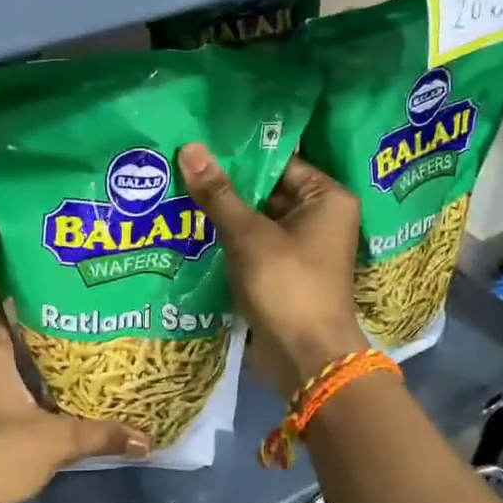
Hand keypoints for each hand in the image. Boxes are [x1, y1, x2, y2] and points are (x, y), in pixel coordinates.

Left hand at [0, 311, 148, 502]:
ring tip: (76, 353)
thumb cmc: (7, 450)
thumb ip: (102, 433)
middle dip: (44, 331)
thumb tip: (146, 439)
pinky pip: (5, 389)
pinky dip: (27, 387)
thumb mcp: (60, 439)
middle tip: (82, 322)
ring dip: (35, 361)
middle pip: (12, 337)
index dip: (35, 298)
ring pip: (8, 365)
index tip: (66, 293)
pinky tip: (57, 391)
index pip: (8, 309)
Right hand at [178, 143, 367, 398]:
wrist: (305, 359)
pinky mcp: (282, 272)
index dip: (240, 154)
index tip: (200, 144)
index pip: (280, 162)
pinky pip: (252, 245)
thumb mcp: (249, 235)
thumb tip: (190, 147)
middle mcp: (318, 218)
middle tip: (179, 165)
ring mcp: (300, 247)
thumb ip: (218, 193)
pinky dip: (227, 240)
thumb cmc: (287, 286)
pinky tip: (189, 228)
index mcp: (326, 199)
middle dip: (226, 185)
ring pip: (255, 219)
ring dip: (222, 213)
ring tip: (176, 190)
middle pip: (266, 190)